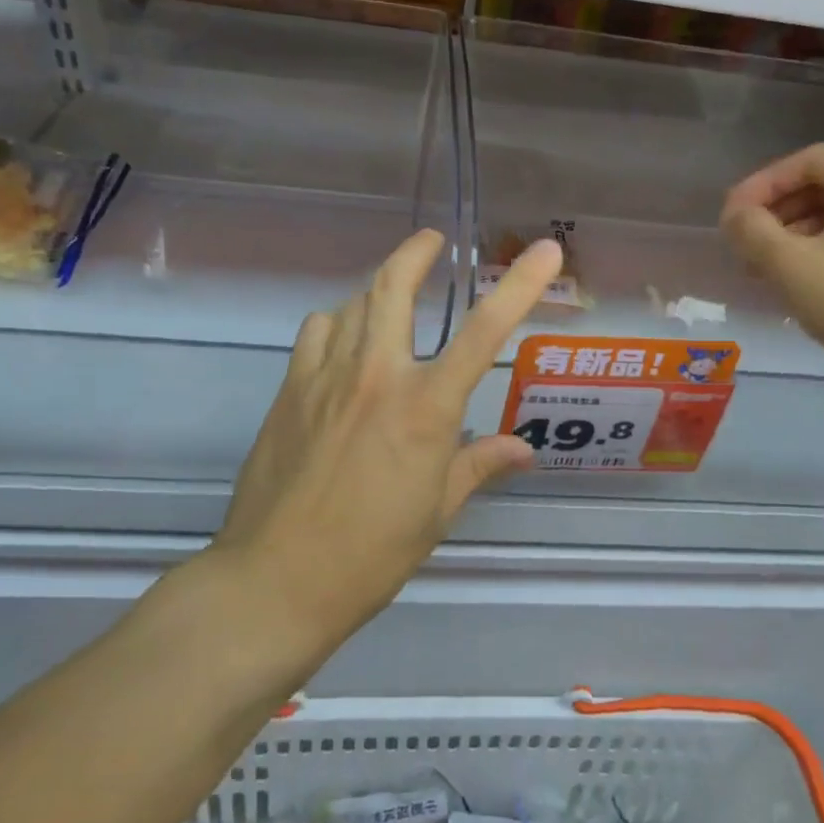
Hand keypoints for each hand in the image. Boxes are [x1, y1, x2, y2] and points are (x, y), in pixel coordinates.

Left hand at [213, 229, 563, 635]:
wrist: (277, 580)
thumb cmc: (371, 554)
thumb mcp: (437, 512)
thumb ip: (478, 465)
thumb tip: (523, 449)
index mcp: (426, 408)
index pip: (485, 333)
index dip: (521, 286)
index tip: (546, 251)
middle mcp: (377, 376)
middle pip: (393, 287)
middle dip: (416, 252)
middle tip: (433, 242)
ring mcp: (325, 377)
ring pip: (352, 304)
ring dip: (377, 292)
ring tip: (390, 302)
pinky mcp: (289, 390)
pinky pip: (316, 332)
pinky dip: (337, 323)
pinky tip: (343, 345)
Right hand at [720, 144, 823, 391]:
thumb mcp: (789, 265)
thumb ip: (750, 231)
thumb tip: (734, 215)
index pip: (807, 162)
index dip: (760, 186)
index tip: (731, 217)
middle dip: (778, 214)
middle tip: (746, 245)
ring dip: (799, 235)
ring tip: (768, 269)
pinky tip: (805, 280)